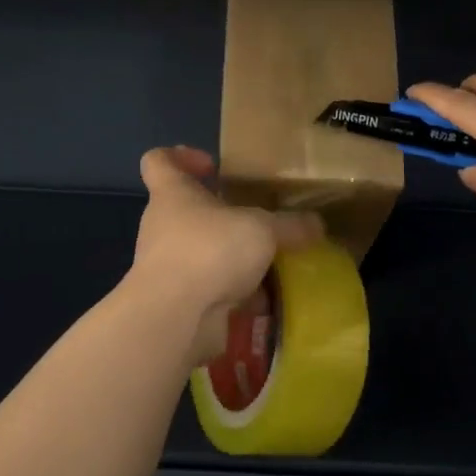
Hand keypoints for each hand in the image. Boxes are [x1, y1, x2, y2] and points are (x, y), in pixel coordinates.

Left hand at [129, 147, 322, 364]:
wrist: (175, 319)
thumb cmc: (209, 251)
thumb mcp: (261, 230)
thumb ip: (290, 226)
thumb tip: (317, 224)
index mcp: (173, 195)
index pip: (159, 161)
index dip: (181, 156)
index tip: (213, 166)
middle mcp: (163, 226)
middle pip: (188, 210)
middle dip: (223, 217)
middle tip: (256, 221)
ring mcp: (167, 267)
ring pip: (202, 253)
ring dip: (232, 259)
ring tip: (269, 264)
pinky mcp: (178, 301)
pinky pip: (209, 289)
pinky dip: (234, 294)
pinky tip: (264, 301)